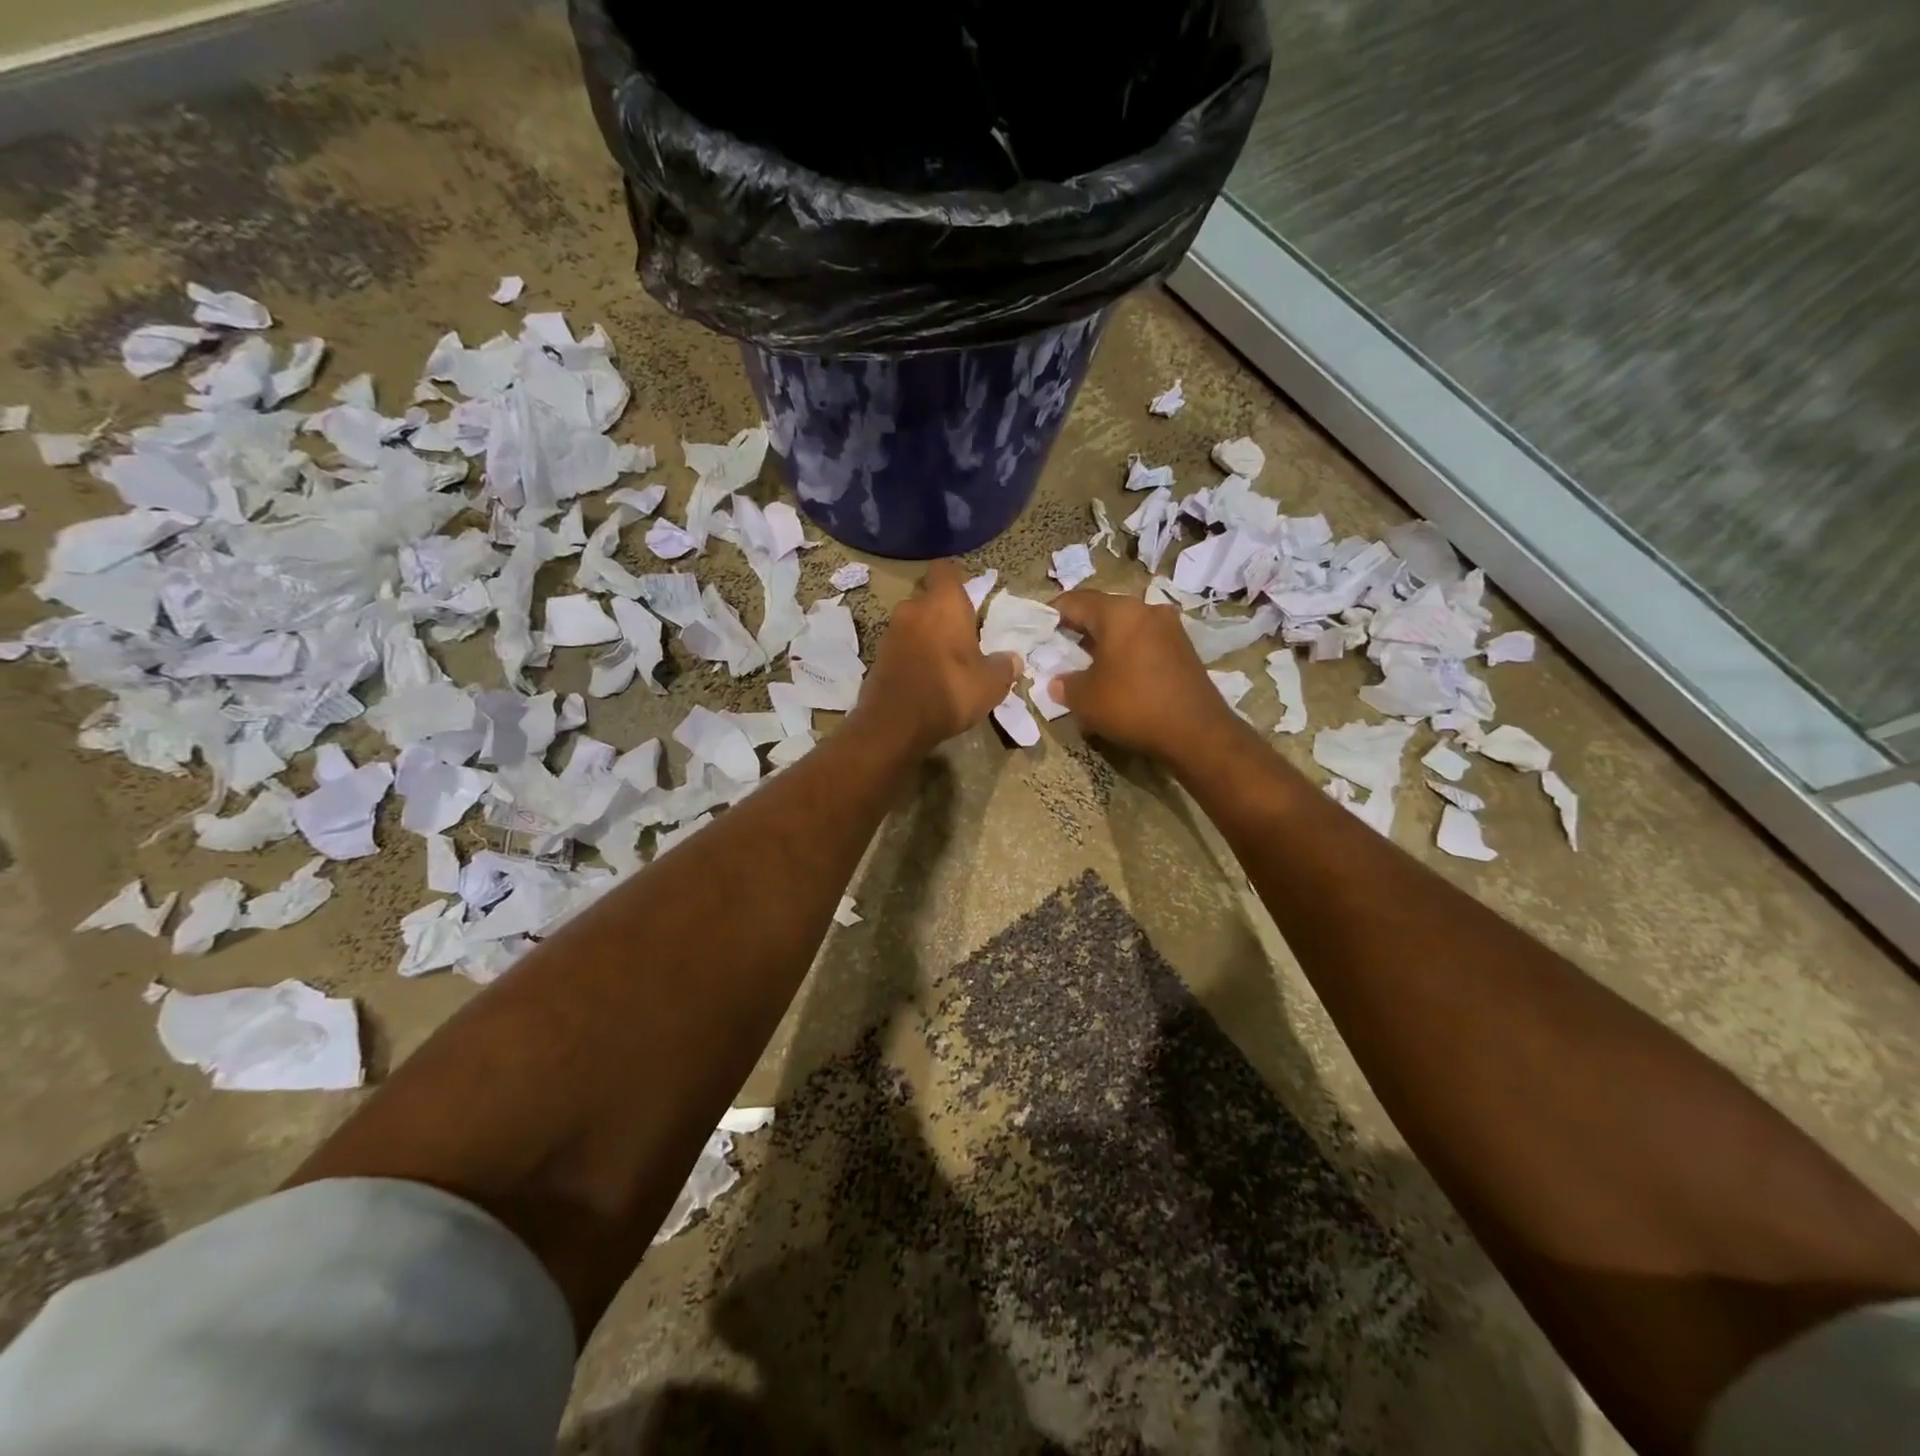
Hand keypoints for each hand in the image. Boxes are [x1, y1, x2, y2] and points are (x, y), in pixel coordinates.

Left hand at [856, 561, 1019, 753]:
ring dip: (926, 634)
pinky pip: (901, 645)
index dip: (957, 578)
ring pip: (913, 622)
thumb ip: (1003, 667)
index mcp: (944, 604)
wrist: (895, 723)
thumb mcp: (991, 684)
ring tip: (945, 659)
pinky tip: (925, 676)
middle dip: (943, 611)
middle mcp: (913, 608)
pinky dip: (912, 654)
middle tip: (962, 634)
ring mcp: (891, 631)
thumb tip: (1012, 659)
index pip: (946, 570)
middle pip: (929, 598)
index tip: (970, 594)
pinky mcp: (878, 655)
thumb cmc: (950, 691)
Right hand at [1053, 590, 1243, 762]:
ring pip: (1126, 626)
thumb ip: (1065, 685)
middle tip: (1060, 646)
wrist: (1197, 732)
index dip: (1052, 613)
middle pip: (1103, 611)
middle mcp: (1146, 610)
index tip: (1038, 627)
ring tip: (1086, 663)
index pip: (1076, 601)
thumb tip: (1058, 682)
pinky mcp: (1184, 649)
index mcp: (1119, 612)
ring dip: (1105, 641)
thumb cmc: (1132, 705)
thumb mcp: (1085, 699)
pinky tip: (1117, 674)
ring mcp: (1170, 628)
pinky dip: (1126, 652)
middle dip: (1079, 627)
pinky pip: (1144, 642)